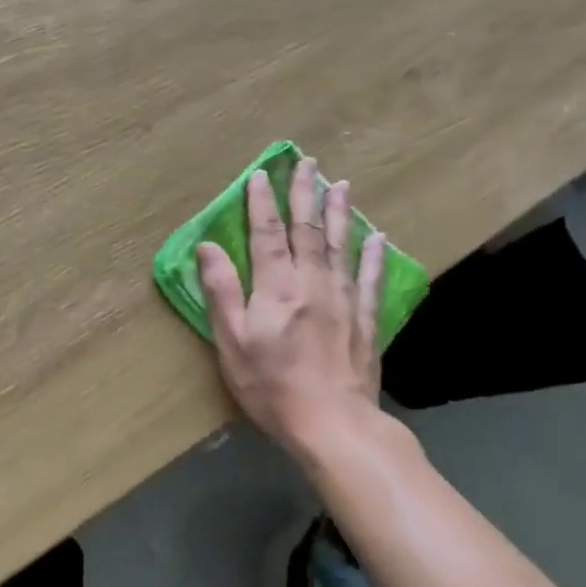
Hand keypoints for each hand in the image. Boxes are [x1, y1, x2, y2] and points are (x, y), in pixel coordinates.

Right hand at [196, 157, 387, 456]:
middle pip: (308, 229)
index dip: (262, 202)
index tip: (261, 174)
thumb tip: (208, 246)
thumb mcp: (232, 340)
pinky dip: (374, 255)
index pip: (267, 233)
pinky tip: (377, 237)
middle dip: (304, 194)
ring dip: (339, 212)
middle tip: (307, 163)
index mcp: (276, 286)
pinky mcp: (364, 319)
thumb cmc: (271, 384)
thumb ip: (221, 290)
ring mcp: (343, 298)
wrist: (332, 423)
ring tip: (340, 184)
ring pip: (340, 245)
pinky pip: (371, 278)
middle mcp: (312, 282)